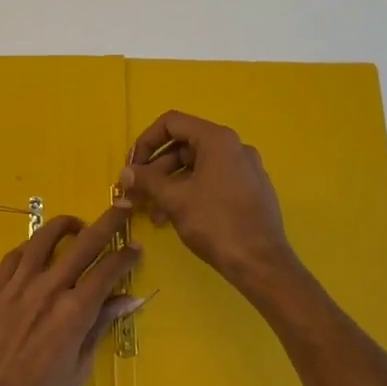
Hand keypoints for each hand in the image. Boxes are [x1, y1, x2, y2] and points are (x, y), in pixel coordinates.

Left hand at [0, 205, 142, 385]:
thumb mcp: (78, 370)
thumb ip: (99, 327)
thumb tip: (128, 300)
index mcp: (73, 313)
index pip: (107, 271)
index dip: (125, 257)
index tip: (135, 249)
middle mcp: (46, 291)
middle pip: (82, 244)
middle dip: (107, 224)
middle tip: (121, 209)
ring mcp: (14, 288)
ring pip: (42, 240)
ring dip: (65, 227)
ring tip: (76, 226)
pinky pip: (11, 258)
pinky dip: (30, 248)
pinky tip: (37, 251)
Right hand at [119, 111, 298, 291]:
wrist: (261, 262)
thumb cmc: (216, 223)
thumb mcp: (175, 199)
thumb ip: (147, 180)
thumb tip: (126, 172)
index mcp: (217, 139)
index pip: (172, 123)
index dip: (145, 141)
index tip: (131, 167)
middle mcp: (234, 147)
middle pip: (184, 146)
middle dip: (155, 170)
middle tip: (136, 193)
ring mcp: (245, 169)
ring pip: (197, 167)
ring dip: (170, 185)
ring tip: (153, 214)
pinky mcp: (251, 190)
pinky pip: (213, 181)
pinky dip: (191, 192)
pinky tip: (176, 218)